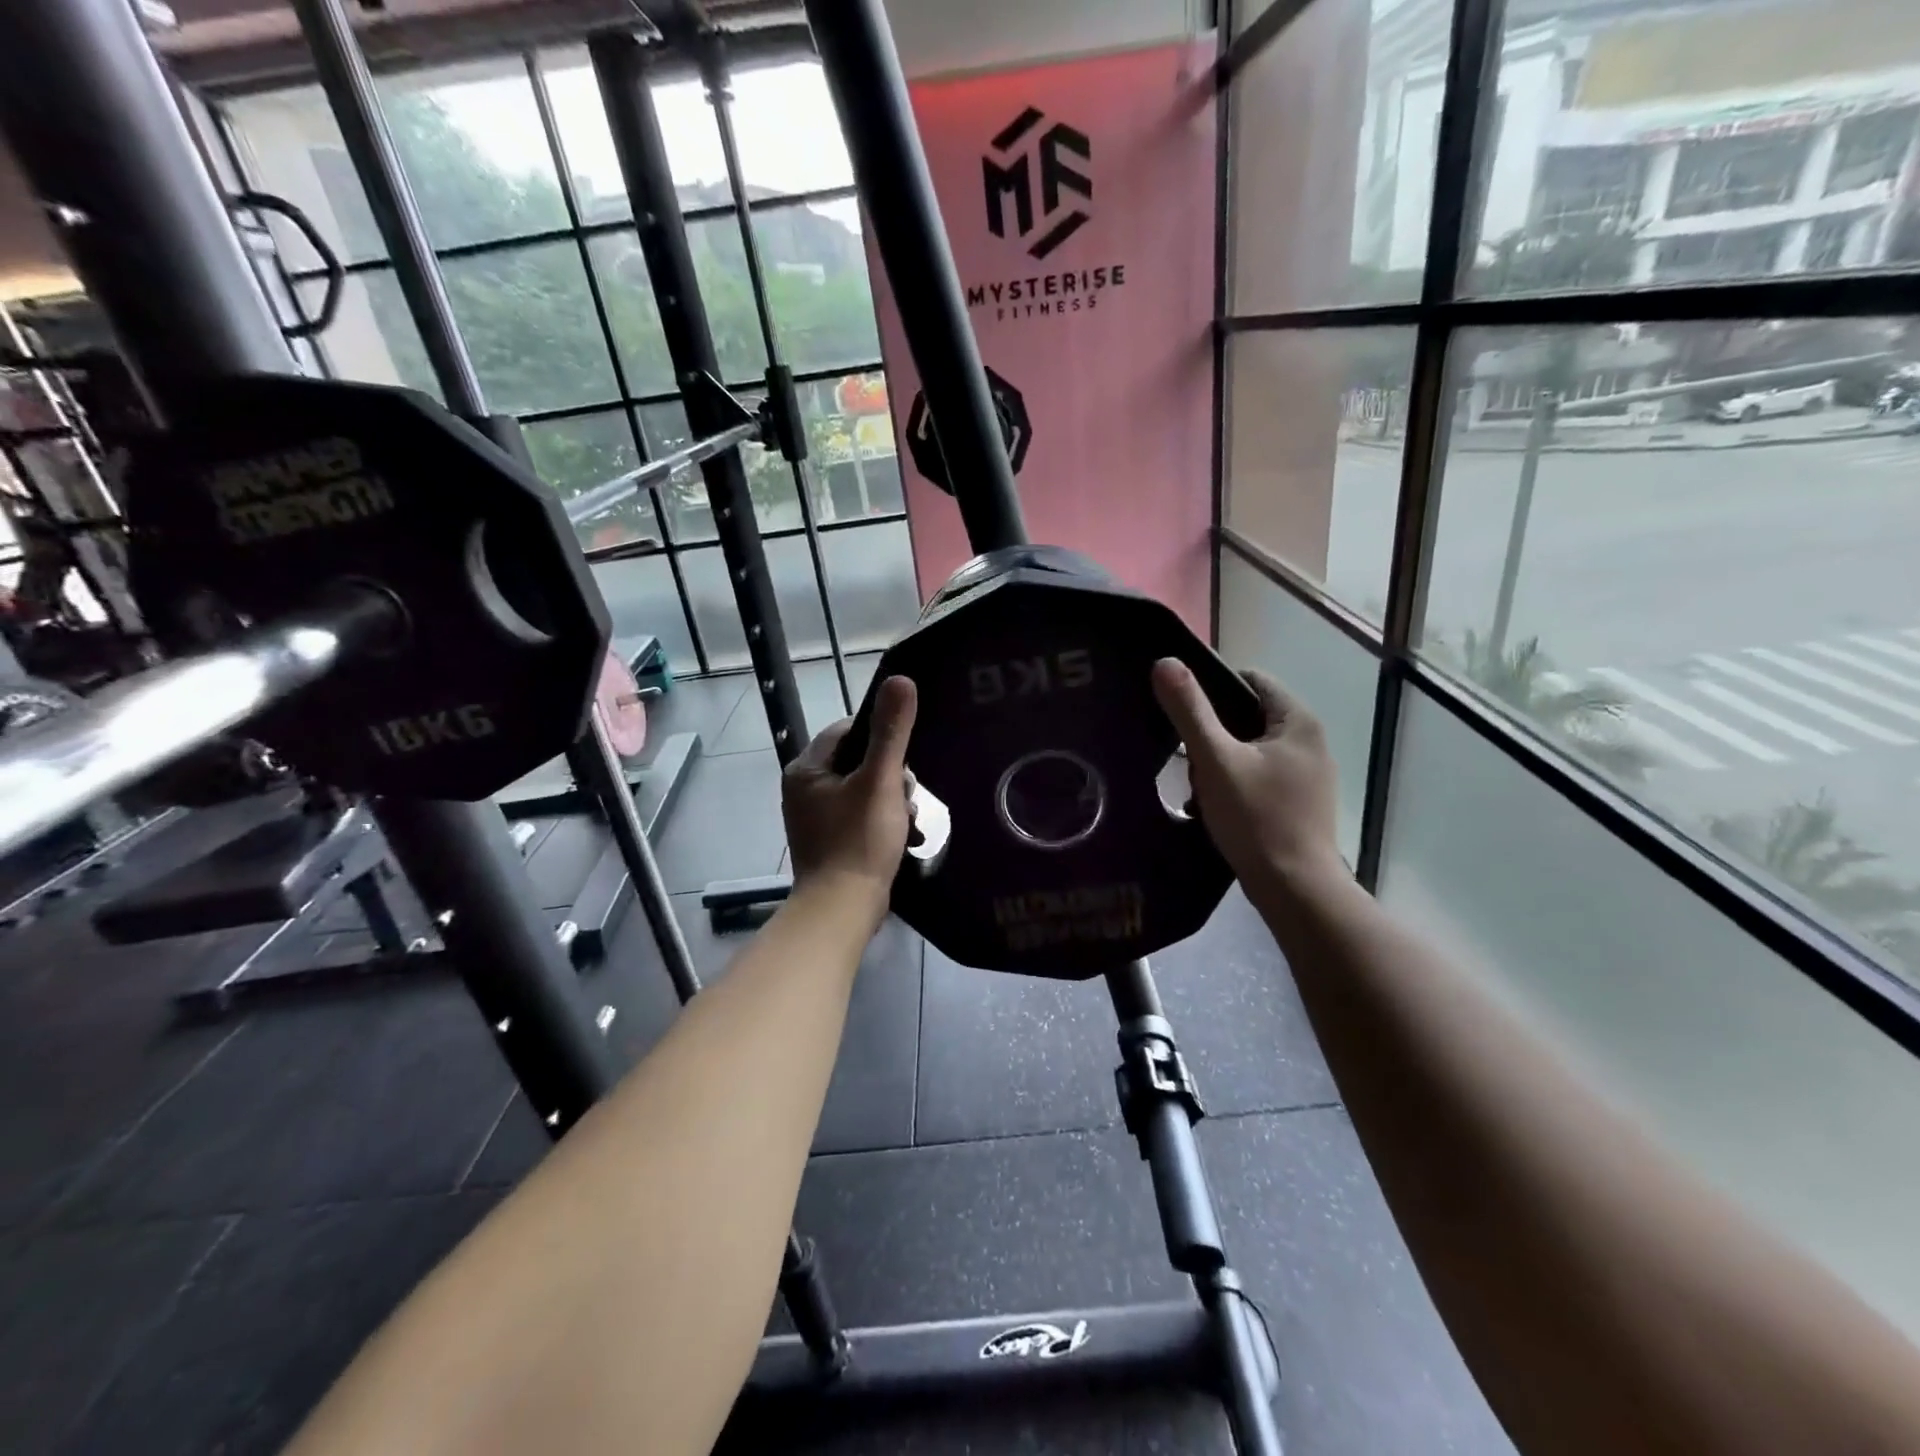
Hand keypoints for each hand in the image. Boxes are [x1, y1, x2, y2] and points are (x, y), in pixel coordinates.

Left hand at [783, 676, 917, 905]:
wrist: (843, 910)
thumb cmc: (858, 841)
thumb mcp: (880, 781)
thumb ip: (892, 732)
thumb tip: (900, 679)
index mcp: (806, 769)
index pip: (848, 730)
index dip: (881, 738)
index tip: (904, 758)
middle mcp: (804, 789)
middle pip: (858, 761)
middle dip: (890, 776)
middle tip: (906, 796)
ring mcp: (815, 818)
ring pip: (864, 790)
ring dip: (892, 801)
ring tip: (908, 820)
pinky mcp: (830, 842)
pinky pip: (861, 816)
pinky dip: (883, 822)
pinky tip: (904, 836)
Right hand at [1151, 658, 1345, 899]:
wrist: (1295, 890)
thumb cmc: (1256, 818)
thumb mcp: (1215, 760)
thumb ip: (1190, 711)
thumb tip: (1165, 662)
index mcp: (1298, 722)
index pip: (1252, 680)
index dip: (1213, 689)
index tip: (1183, 715)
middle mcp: (1311, 742)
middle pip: (1249, 717)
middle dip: (1214, 734)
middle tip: (1188, 760)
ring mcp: (1309, 776)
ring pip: (1251, 750)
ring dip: (1221, 763)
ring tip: (1199, 789)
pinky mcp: (1302, 804)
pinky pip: (1260, 777)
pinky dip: (1236, 784)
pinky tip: (1217, 808)